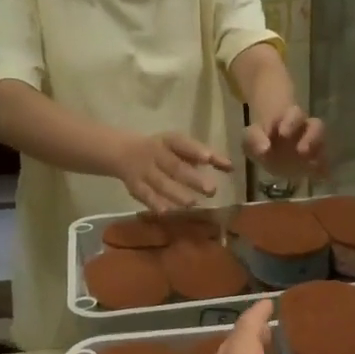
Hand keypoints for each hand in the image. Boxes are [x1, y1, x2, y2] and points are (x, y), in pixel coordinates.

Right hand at [113, 132, 232, 211]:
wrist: (122, 152)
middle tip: (211, 190)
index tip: (208, 158)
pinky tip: (166, 212)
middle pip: (174, 166)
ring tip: (192, 203)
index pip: (182, 144)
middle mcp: (155, 154)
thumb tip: (231, 168)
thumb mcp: (182, 148)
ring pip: (160, 183)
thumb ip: (208, 157)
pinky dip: (154, 203)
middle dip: (192, 179)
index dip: (194, 150)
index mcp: (168, 141)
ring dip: (176, 193)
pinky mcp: (135, 186)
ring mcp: (144, 170)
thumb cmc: (164, 151)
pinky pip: (144, 195)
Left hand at [244, 106, 326, 177]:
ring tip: (311, 166)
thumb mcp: (250, 137)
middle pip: (316, 126)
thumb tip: (264, 150)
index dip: (291, 122)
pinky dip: (323, 170)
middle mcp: (305, 128)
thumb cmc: (260, 139)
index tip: (283, 133)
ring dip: (318, 155)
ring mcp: (313, 144)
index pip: (295, 114)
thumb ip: (254, 140)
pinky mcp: (315, 161)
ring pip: (323, 144)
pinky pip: (323, 164)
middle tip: (301, 151)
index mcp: (289, 118)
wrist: (268, 151)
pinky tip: (319, 178)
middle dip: (311, 137)